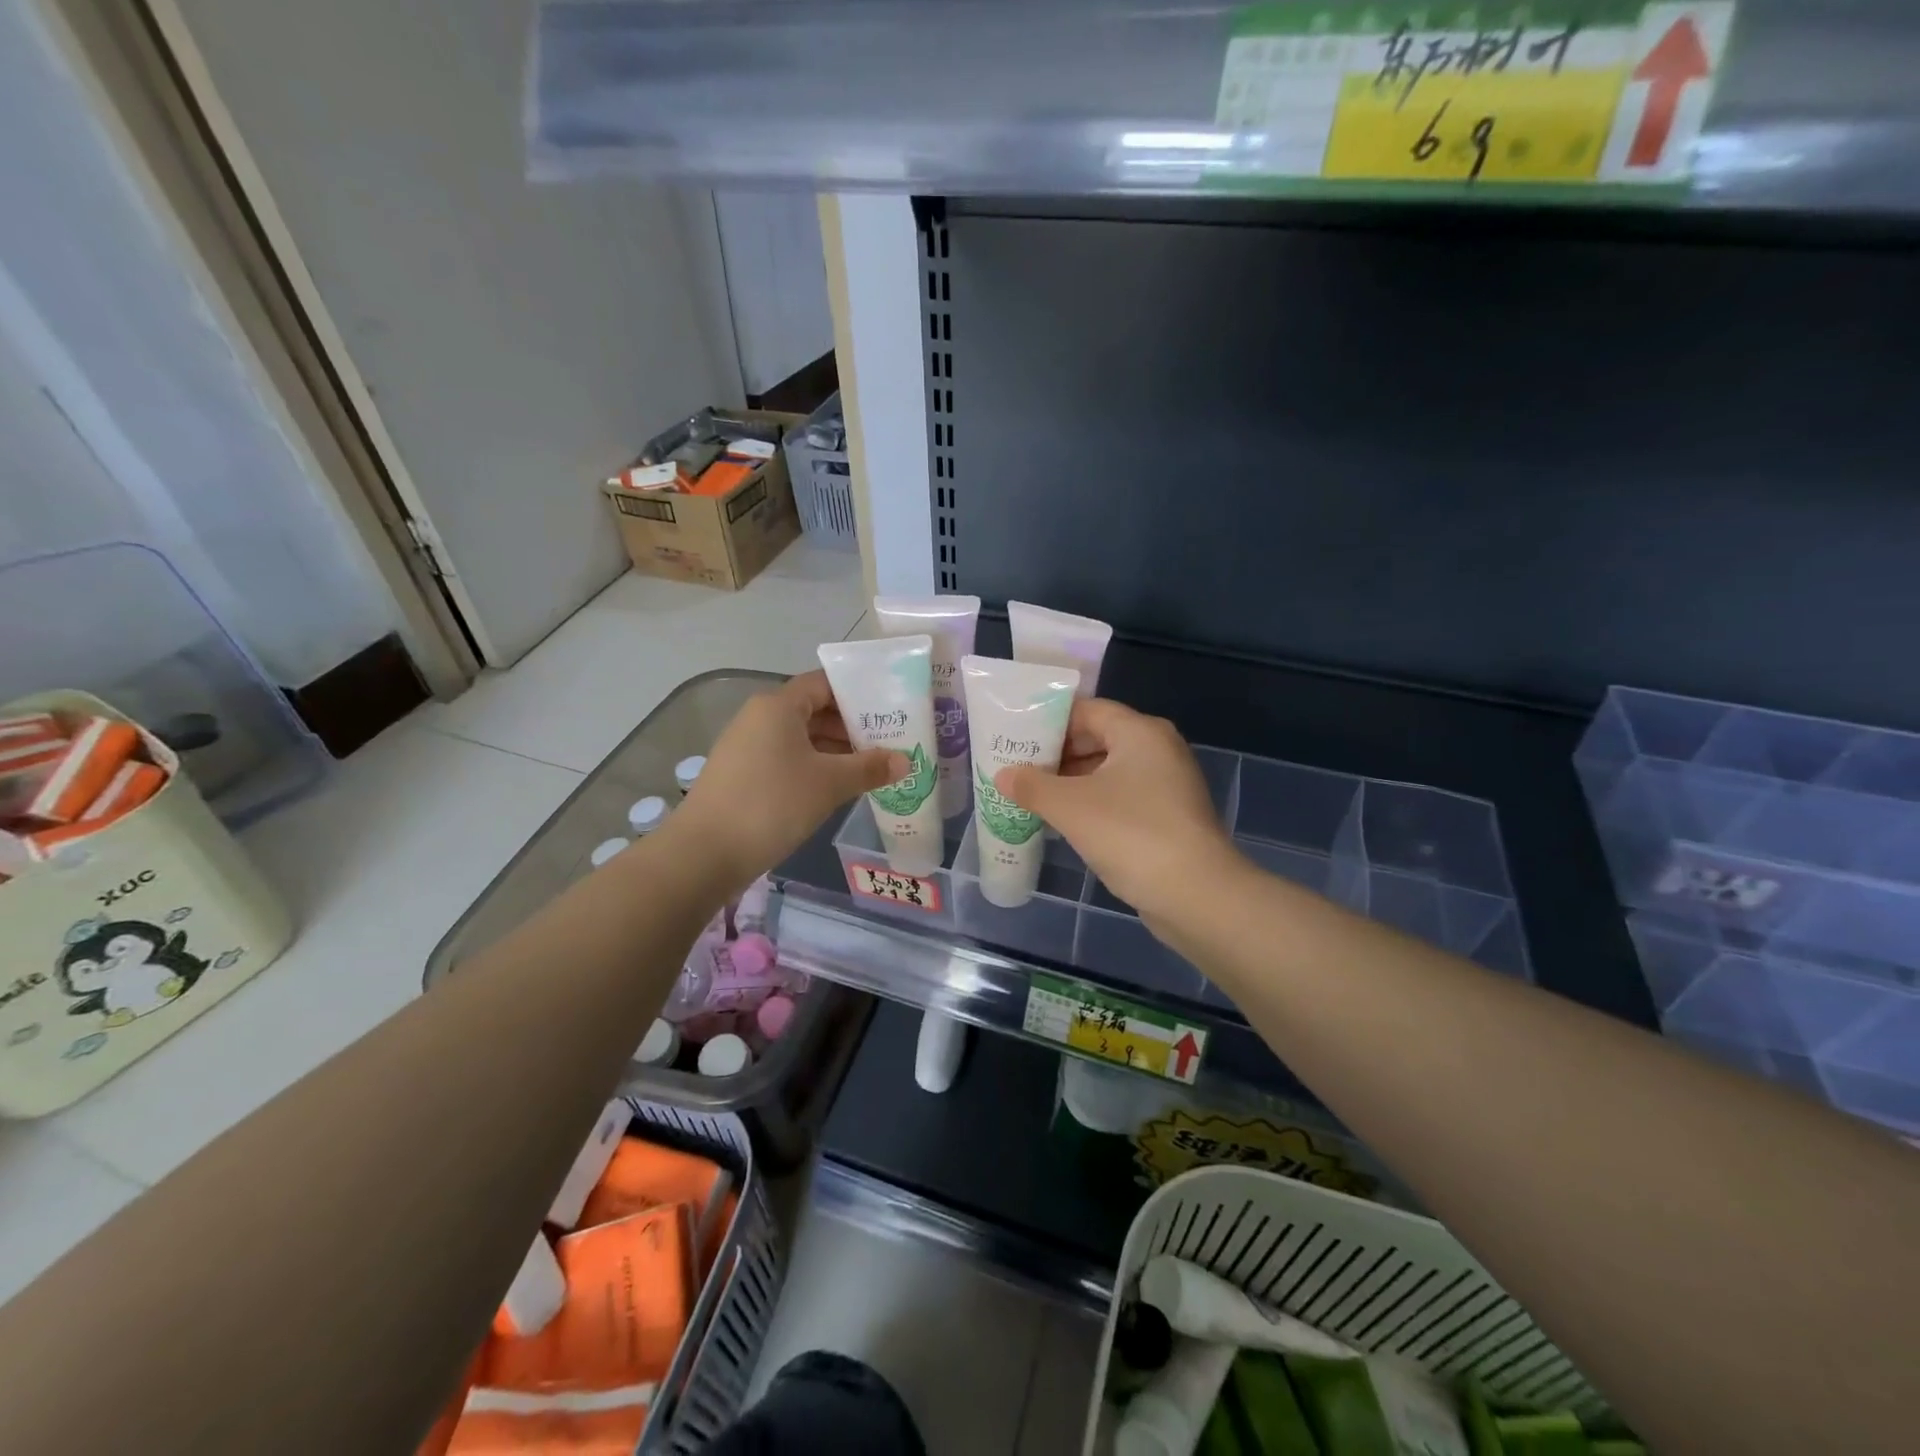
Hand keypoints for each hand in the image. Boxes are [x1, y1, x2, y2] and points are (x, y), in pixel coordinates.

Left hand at [675, 670, 907, 890]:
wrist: (705, 852)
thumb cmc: (772, 803)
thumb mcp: (829, 784)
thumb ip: (870, 768)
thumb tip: (905, 760)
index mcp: (778, 705)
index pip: (824, 683)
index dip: (858, 692)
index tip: (889, 708)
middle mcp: (760, 717)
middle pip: (813, 710)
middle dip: (851, 725)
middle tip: (889, 741)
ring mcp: (747, 746)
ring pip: (800, 737)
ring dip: (835, 750)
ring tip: (872, 766)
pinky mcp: (742, 774)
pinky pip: (787, 758)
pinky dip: (814, 766)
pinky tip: (838, 787)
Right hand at [997, 699, 1241, 923]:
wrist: (1197, 895)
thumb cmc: (1131, 835)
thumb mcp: (1070, 807)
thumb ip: (1032, 786)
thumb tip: (1002, 775)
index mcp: (1139, 732)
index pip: (1086, 710)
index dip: (1048, 721)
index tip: (1015, 737)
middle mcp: (1158, 749)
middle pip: (1097, 738)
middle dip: (1056, 754)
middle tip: (1017, 768)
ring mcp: (1167, 784)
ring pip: (1108, 771)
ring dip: (1071, 782)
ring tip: (1032, 796)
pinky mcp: (1168, 816)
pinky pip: (1121, 797)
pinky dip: (1092, 803)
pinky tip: (1064, 821)